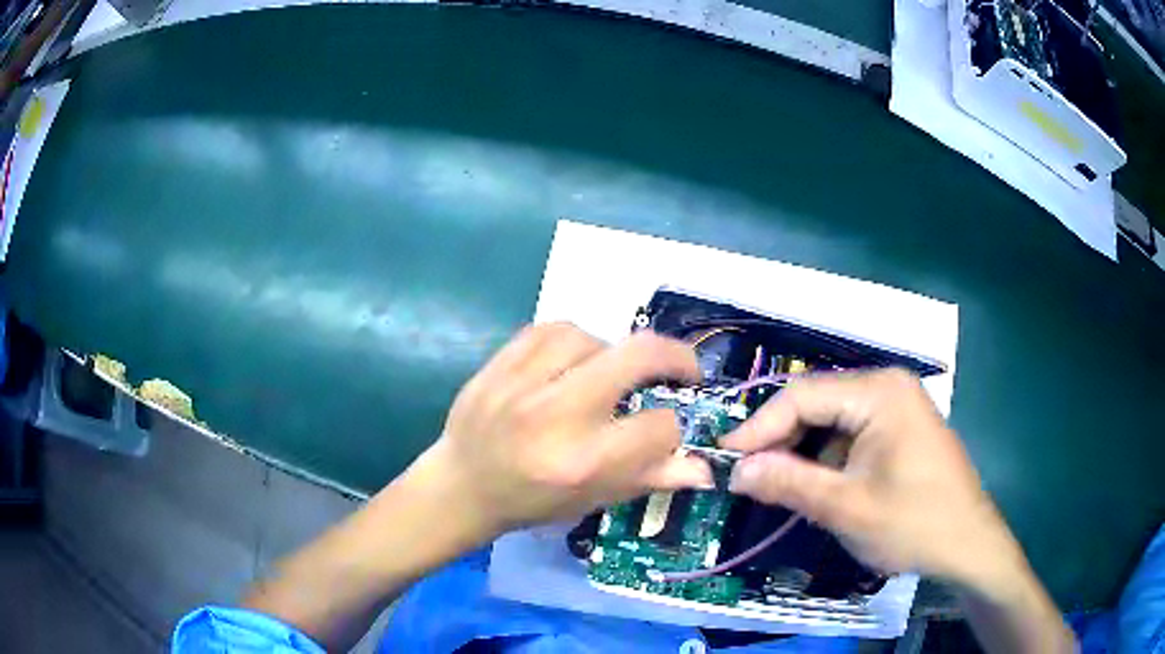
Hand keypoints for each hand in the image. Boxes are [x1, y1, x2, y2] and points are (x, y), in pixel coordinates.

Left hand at [419, 323, 711, 537]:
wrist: (461, 485)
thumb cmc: (531, 502)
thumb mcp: (594, 499)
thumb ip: (651, 478)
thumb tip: (706, 467)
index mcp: (581, 463)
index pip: (659, 427)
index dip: (674, 428)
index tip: (666, 429)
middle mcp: (555, 417)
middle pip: (637, 357)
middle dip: (675, 357)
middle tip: (683, 369)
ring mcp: (522, 384)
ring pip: (594, 337)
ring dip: (614, 352)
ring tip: (610, 372)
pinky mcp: (498, 364)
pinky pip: (552, 328)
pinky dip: (575, 340)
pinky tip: (574, 359)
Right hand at [722, 369, 1024, 590]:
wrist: (969, 544)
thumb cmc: (913, 523)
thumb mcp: (845, 507)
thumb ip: (788, 482)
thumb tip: (736, 470)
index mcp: (879, 391)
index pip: (802, 395)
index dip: (758, 427)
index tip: (724, 459)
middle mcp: (888, 386)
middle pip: (818, 405)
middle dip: (782, 442)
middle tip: (748, 479)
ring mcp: (898, 406)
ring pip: (833, 422)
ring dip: (805, 454)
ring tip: (780, 488)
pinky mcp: (901, 429)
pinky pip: (853, 435)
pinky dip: (829, 460)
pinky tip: (819, 487)